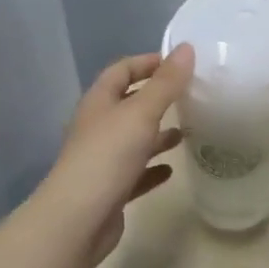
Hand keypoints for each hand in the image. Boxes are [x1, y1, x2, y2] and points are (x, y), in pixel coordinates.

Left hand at [41, 44, 193, 265]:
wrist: (78, 220)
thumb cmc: (108, 157)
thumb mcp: (141, 113)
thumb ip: (165, 83)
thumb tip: (186, 48)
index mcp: (99, 103)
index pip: (121, 70)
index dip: (147, 62)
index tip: (179, 63)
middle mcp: (98, 127)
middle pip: (128, 104)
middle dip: (157, 99)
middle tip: (190, 97)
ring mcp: (102, 160)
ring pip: (133, 139)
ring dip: (157, 133)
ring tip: (187, 132)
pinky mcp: (110, 189)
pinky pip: (135, 172)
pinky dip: (153, 167)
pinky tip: (172, 169)